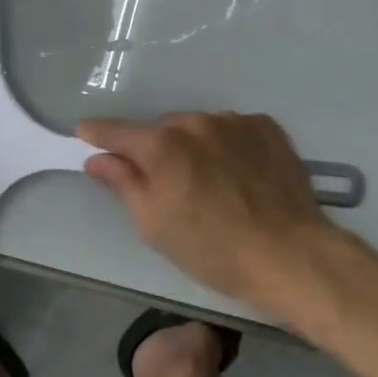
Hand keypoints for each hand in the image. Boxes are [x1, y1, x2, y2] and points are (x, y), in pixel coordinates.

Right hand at [76, 110, 351, 314]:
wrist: (291, 255)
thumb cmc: (212, 248)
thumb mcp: (154, 224)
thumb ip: (122, 183)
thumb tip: (97, 158)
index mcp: (161, 145)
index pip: (116, 130)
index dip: (97, 132)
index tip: (86, 133)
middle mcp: (194, 122)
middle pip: (160, 130)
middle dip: (156, 150)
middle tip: (167, 184)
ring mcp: (233, 121)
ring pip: (198, 128)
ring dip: (194, 147)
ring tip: (211, 183)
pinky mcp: (266, 127)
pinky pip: (233, 130)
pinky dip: (227, 146)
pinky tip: (239, 175)